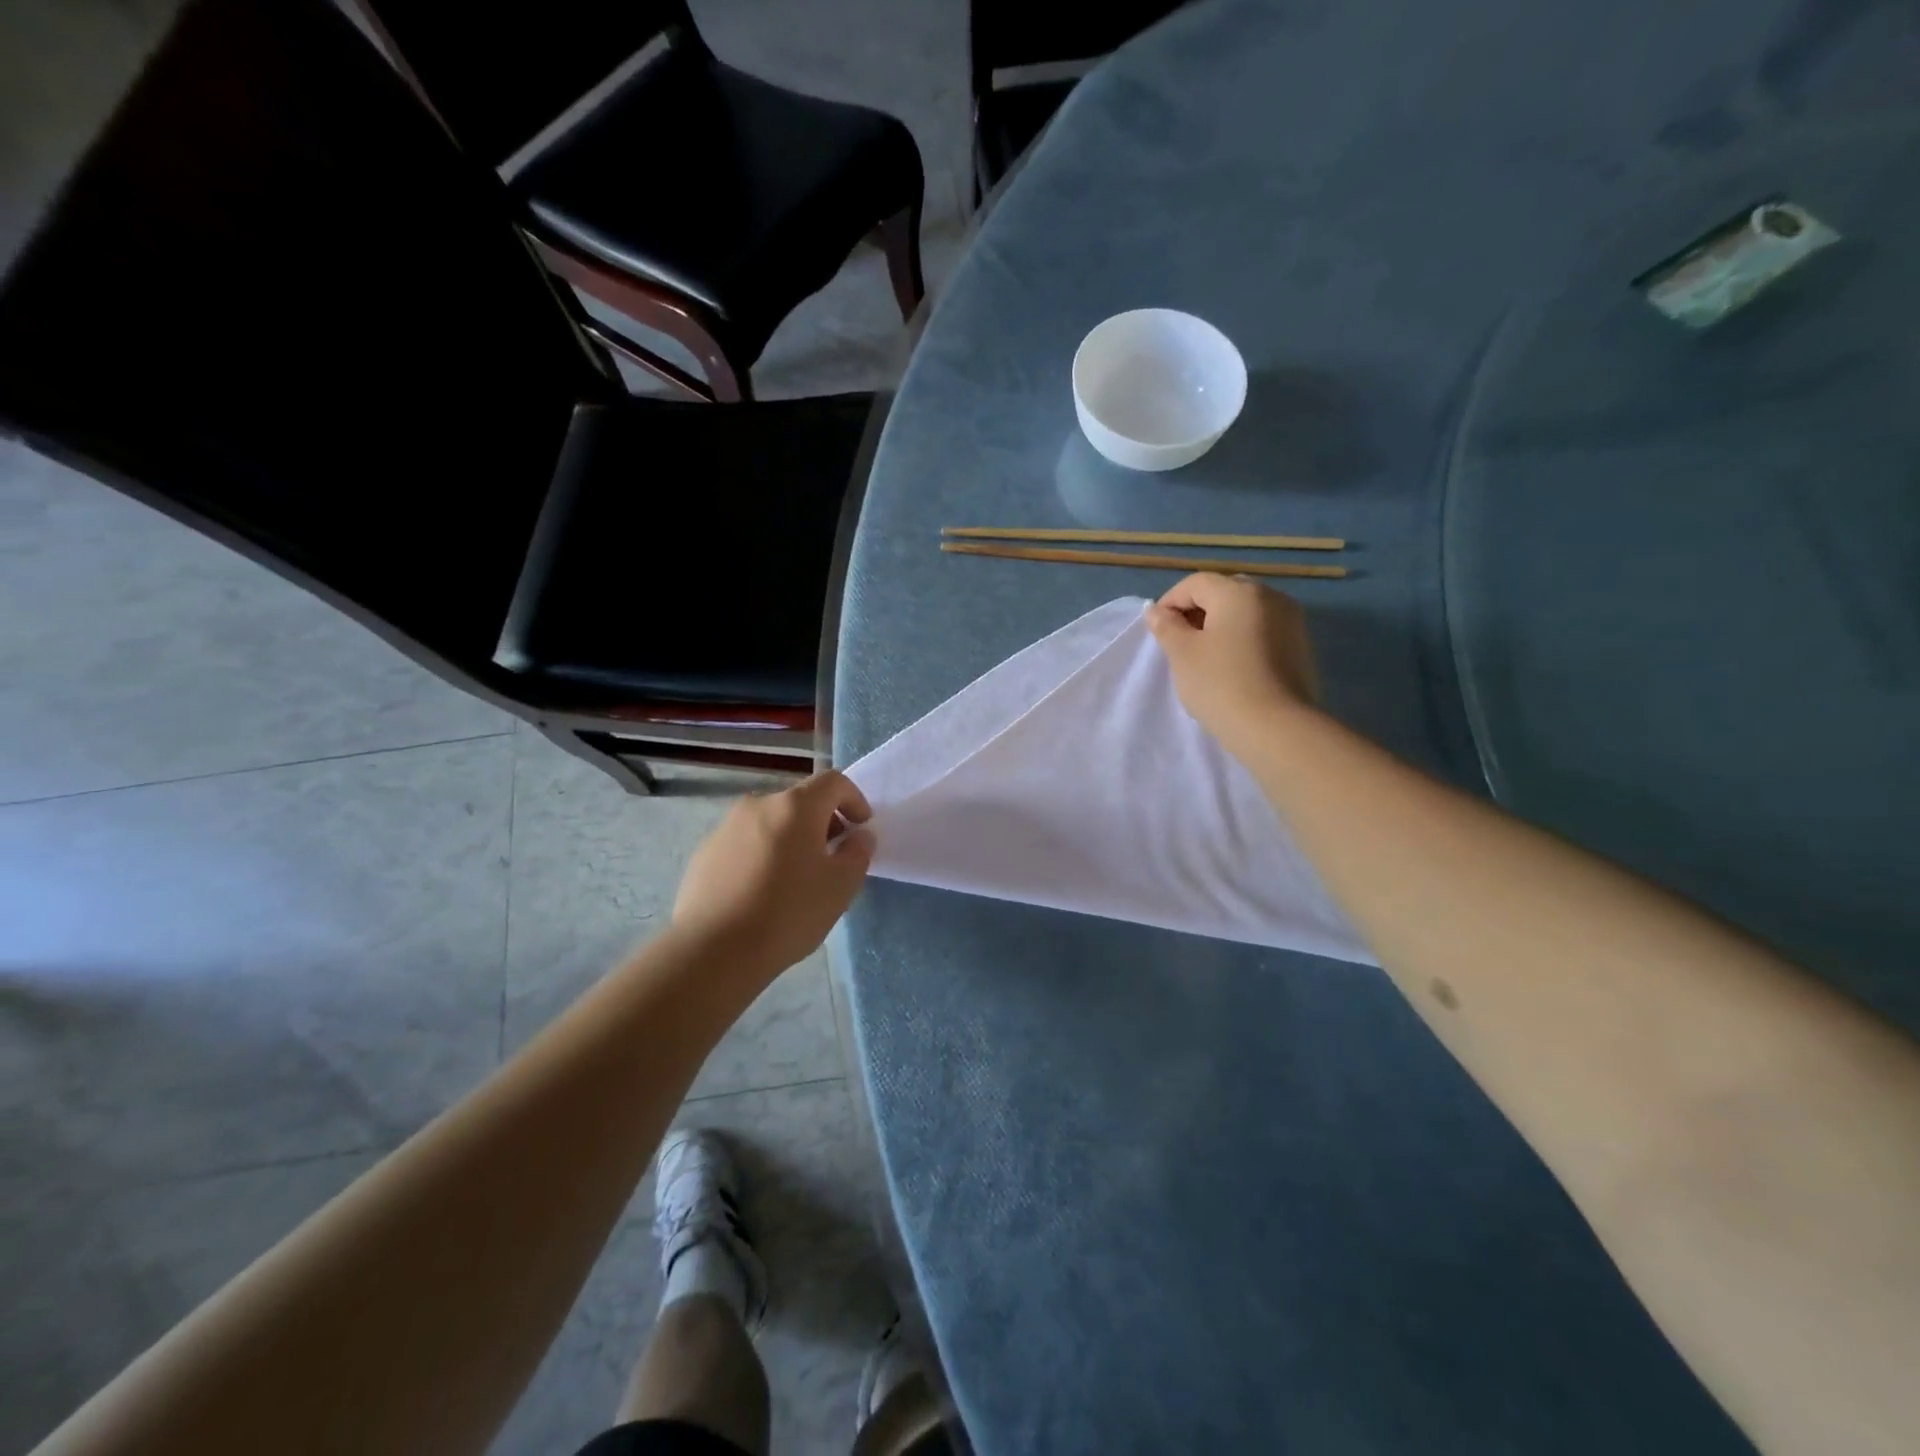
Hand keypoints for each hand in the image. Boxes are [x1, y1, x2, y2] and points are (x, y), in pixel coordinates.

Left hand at [673, 771, 874, 976]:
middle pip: (800, 802)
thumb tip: (858, 836)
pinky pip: (745, 844)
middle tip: (832, 858)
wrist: (714, 950)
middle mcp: (758, 805)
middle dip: (823, 822)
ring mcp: (726, 828)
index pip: (833, 782)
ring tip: (796, 879)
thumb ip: (858, 853)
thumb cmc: (788, 912)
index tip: (861, 829)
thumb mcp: (841, 886)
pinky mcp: (705, 854)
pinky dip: (762, 855)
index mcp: (795, 806)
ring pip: (771, 823)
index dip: (854, 800)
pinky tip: (762, 893)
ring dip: (791, 840)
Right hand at [1145, 573, 1319, 751]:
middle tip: (1181, 642)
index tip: (1158, 631)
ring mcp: (1292, 620)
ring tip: (1206, 657)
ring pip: (1246, 611)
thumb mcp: (1182, 654)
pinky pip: (1264, 630)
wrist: (1276, 727)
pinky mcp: (1301, 645)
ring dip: (1221, 625)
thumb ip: (1167, 626)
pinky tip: (1233, 666)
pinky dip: (1243, 638)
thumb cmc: (1220, 684)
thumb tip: (1156, 610)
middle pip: (1224, 592)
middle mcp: (1270, 596)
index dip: (1171, 602)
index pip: (1196, 583)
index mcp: (1239, 591)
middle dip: (1198, 611)